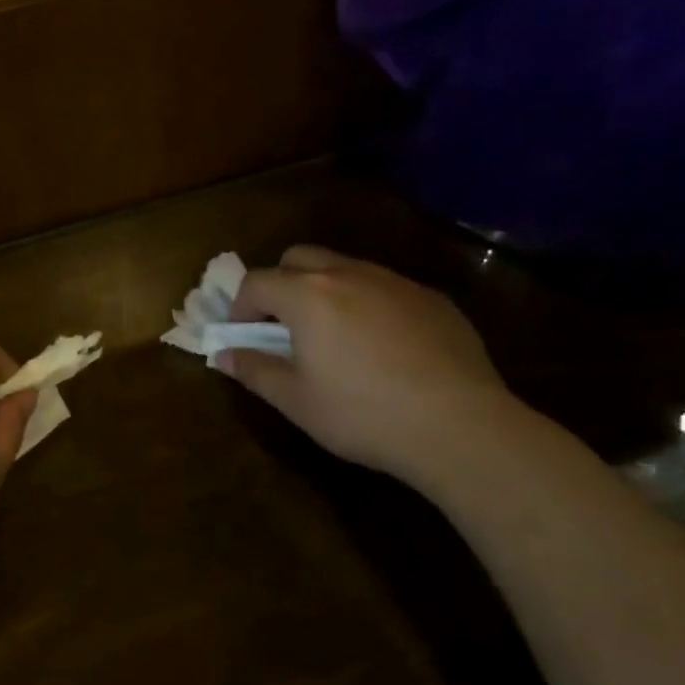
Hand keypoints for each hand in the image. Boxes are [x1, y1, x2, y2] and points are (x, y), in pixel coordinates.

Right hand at [221, 245, 516, 486]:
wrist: (460, 426)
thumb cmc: (363, 414)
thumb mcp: (297, 401)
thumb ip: (255, 371)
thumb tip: (224, 355)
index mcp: (307, 295)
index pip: (256, 282)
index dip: (240, 307)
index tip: (242, 337)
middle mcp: (348, 274)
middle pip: (299, 258)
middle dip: (280, 284)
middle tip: (283, 327)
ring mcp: (395, 282)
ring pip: (345, 267)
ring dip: (325, 290)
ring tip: (334, 336)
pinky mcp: (432, 298)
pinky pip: (385, 288)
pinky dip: (368, 304)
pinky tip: (384, 347)